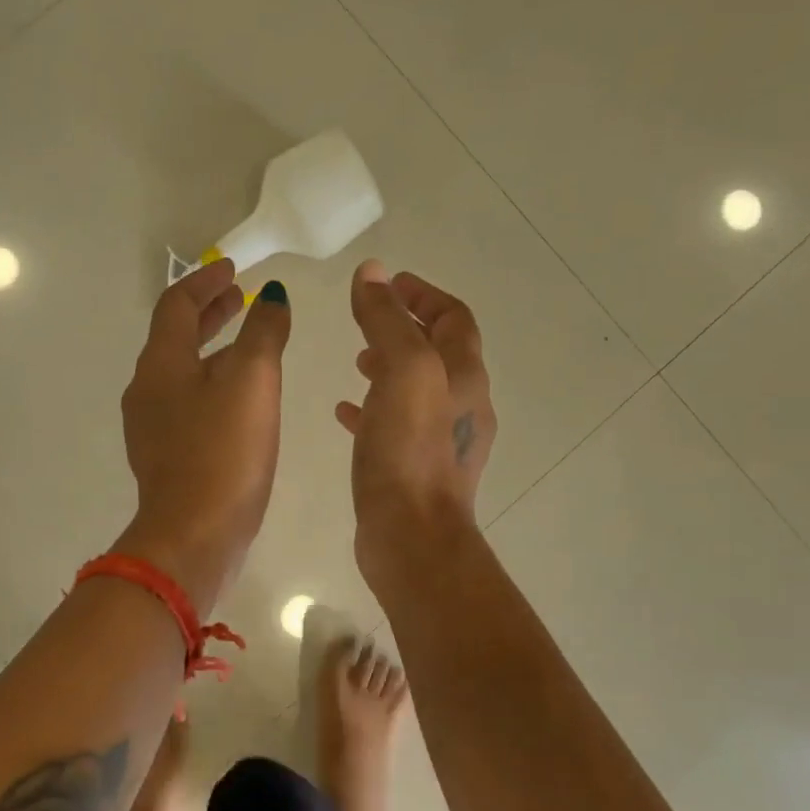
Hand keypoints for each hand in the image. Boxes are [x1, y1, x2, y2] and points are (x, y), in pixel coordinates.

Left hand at [117, 260, 291, 612]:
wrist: (192, 536)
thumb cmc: (223, 452)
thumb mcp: (252, 382)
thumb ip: (263, 333)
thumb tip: (271, 296)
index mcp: (160, 363)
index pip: (176, 304)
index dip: (205, 282)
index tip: (233, 269)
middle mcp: (146, 389)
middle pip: (175, 336)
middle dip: (209, 313)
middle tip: (240, 297)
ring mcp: (151, 426)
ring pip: (181, 371)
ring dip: (212, 348)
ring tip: (248, 344)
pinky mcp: (166, 456)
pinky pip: (187, 403)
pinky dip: (212, 383)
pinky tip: (239, 399)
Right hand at [336, 260, 495, 595]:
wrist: (413, 538)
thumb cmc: (409, 451)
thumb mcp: (401, 372)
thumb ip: (386, 320)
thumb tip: (373, 271)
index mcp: (465, 376)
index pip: (453, 318)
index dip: (422, 294)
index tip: (388, 283)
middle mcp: (463, 405)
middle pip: (438, 351)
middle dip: (404, 328)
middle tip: (366, 319)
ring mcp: (442, 440)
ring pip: (417, 388)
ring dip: (389, 366)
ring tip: (355, 360)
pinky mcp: (416, 468)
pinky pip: (396, 424)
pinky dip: (374, 406)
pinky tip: (344, 411)